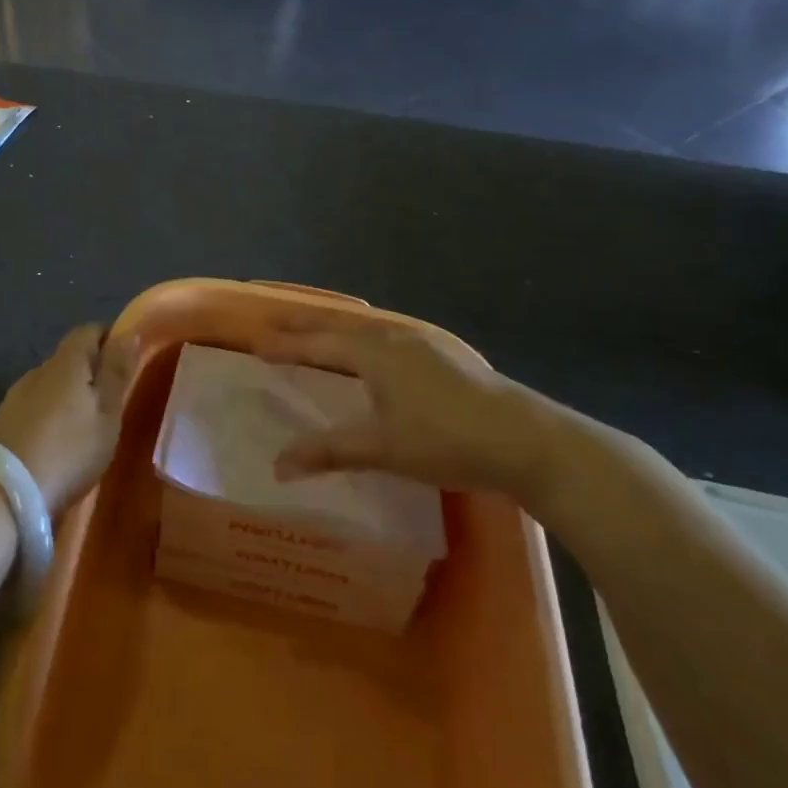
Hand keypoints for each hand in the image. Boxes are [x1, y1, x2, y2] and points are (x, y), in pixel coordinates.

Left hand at [0, 325, 133, 512]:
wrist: (2, 492)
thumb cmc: (68, 450)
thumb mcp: (106, 413)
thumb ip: (116, 372)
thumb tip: (129, 331)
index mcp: (65, 363)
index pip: (87, 331)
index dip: (108, 339)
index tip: (124, 361)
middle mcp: (37, 371)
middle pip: (67, 359)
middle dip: (89, 372)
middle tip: (110, 401)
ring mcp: (14, 397)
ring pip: (49, 386)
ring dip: (67, 397)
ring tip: (84, 428)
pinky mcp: (1, 423)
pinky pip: (33, 409)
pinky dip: (49, 418)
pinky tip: (56, 444)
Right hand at [259, 315, 561, 497]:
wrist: (530, 441)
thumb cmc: (447, 440)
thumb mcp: (383, 448)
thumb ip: (329, 451)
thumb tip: (277, 464)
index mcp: (373, 353)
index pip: (317, 345)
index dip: (286, 346)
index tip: (257, 343)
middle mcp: (395, 338)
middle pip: (340, 328)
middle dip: (307, 326)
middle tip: (278, 323)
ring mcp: (426, 344)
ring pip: (369, 330)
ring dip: (339, 331)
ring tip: (323, 334)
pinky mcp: (449, 357)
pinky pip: (392, 338)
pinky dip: (369, 340)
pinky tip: (382, 353)